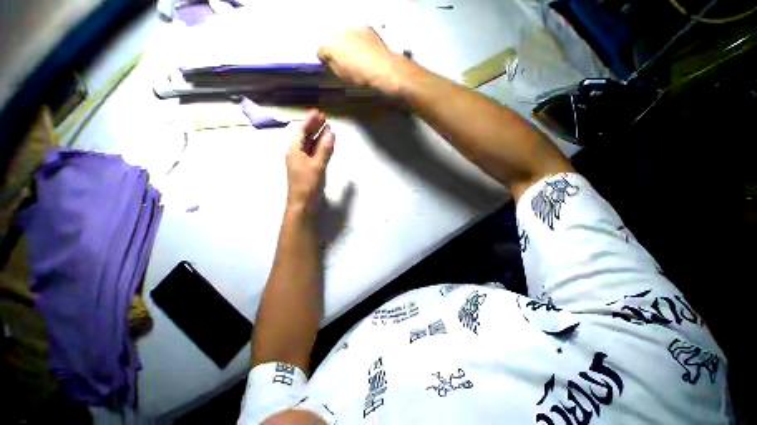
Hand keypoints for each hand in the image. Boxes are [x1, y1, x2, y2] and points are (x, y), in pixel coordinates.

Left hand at [286, 110, 334, 212]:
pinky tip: (326, 145)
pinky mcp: (308, 169)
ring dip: (318, 137)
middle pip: (305, 136)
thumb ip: (324, 149)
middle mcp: (296, 154)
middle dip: (314, 127)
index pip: (301, 131)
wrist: (303, 204)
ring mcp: (302, 162)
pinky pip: (313, 154)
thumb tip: (331, 133)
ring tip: (327, 128)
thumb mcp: (317, 166)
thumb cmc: (307, 184)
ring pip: (310, 145)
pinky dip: (320, 148)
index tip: (318, 112)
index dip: (310, 121)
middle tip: (324, 118)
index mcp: (294, 150)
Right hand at [318, 26, 403, 95]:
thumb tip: (330, 61)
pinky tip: (365, 50)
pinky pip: (358, 33)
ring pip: (345, 35)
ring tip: (356, 55)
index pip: (321, 51)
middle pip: (333, 40)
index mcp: (333, 48)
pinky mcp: (365, 28)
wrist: (383, 68)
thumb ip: (333, 66)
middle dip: (336, 48)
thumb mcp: (344, 76)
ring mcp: (353, 29)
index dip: (324, 58)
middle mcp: (340, 34)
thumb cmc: (362, 76)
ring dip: (348, 42)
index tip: (326, 61)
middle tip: (344, 59)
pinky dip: (359, 39)